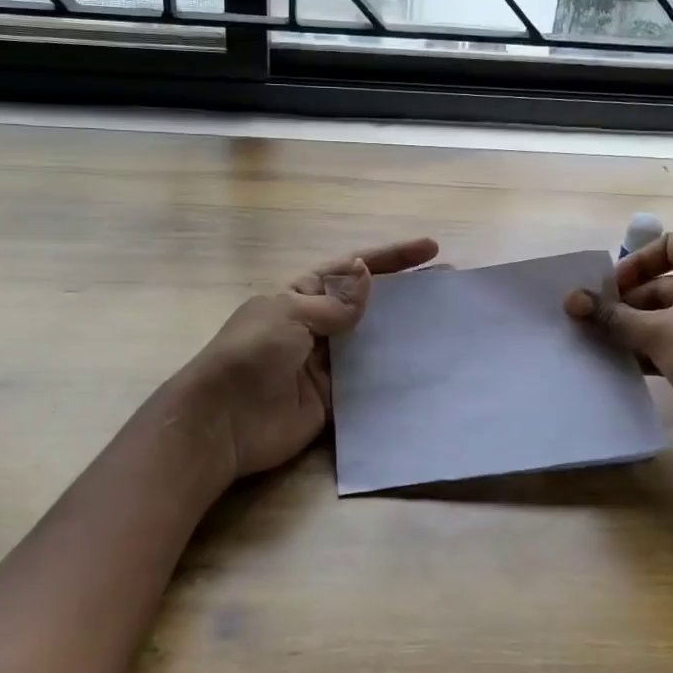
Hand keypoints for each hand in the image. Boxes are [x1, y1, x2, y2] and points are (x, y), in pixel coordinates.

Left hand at [178, 237, 439, 489]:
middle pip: (368, 305)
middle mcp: (317, 326)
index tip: (430, 249)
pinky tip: (425, 370)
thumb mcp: (289, 315)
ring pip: (373, 343)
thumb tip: (367, 273)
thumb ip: (333, 302)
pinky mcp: (333, 400)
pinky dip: (393, 376)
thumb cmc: (250, 355)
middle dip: (405, 294)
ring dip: (405, 334)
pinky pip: (368, 384)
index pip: (352, 269)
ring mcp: (326, 365)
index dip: (391, 258)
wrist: (222, 424)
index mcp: (301, 296)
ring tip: (448, 326)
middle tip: (449, 287)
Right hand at [565, 232, 672, 452]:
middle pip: (668, 281)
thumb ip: (611, 315)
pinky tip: (632, 364)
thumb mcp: (656, 333)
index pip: (666, 246)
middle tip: (594, 323)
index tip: (604, 292)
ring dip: (641, 327)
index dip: (631, 266)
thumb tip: (571, 299)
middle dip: (629, 303)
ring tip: (605, 345)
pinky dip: (663, 344)